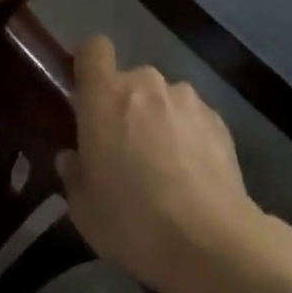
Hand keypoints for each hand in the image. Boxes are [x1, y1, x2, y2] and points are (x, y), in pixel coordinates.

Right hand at [62, 37, 262, 292]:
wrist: (211, 243)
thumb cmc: (133, 222)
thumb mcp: (84, 210)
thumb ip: (74, 174)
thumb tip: (73, 158)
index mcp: (105, 96)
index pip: (93, 49)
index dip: (88, 63)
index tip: (85, 94)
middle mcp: (146, 84)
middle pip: (129, 81)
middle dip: (124, 107)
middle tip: (123, 150)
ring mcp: (187, 99)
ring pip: (162, 100)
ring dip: (157, 121)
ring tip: (163, 168)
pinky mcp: (218, 119)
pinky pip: (191, 118)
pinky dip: (187, 136)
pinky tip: (191, 176)